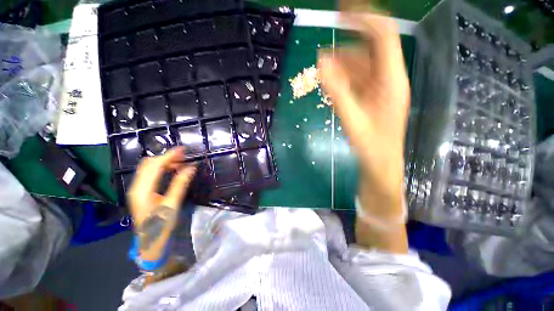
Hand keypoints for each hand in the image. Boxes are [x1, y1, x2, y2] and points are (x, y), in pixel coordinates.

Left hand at [128, 147, 195, 259]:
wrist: (149, 241)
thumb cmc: (161, 225)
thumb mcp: (172, 205)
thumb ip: (180, 184)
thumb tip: (190, 168)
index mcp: (143, 190)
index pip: (155, 166)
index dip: (169, 155)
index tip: (183, 150)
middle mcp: (136, 186)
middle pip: (149, 164)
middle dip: (166, 157)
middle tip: (184, 157)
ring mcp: (137, 188)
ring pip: (148, 167)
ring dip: (164, 162)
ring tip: (180, 163)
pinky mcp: (141, 191)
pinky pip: (150, 173)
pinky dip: (161, 168)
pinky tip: (172, 170)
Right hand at [318, 9, 409, 220]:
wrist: (380, 163)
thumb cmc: (371, 145)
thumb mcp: (352, 118)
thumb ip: (337, 90)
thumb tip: (321, 62)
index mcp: (391, 80)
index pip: (383, 35)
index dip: (364, 18)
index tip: (341, 11)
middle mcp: (389, 78)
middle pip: (370, 49)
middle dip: (345, 48)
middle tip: (322, 57)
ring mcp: (381, 88)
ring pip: (362, 65)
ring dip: (342, 66)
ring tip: (323, 75)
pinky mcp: (374, 97)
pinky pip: (359, 80)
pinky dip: (344, 79)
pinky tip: (333, 87)